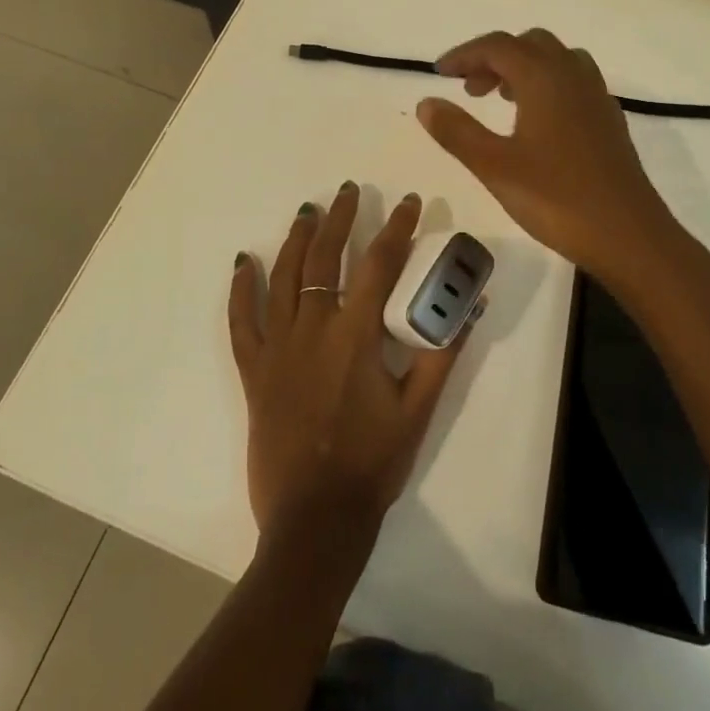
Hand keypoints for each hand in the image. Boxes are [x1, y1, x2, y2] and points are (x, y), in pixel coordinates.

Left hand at [228, 184, 473, 537]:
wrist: (315, 519)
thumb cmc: (373, 463)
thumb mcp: (418, 409)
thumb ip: (442, 353)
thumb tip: (469, 306)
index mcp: (356, 335)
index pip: (379, 264)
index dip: (397, 228)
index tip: (410, 202)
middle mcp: (313, 329)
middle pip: (324, 259)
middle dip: (341, 219)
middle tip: (350, 191)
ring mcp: (278, 347)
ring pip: (283, 277)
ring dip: (296, 239)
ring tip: (308, 212)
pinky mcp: (254, 369)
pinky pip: (241, 320)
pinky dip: (240, 289)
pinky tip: (242, 261)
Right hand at [415, 29, 680, 283]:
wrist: (629, 235)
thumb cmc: (557, 198)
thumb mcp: (494, 166)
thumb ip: (456, 131)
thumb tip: (427, 102)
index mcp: (544, 78)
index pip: (498, 46)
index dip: (464, 54)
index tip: (439, 73)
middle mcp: (573, 75)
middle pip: (529, 45)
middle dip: (494, 58)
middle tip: (469, 88)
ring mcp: (597, 96)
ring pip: (555, 60)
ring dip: (523, 68)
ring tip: (499, 99)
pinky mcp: (609, 120)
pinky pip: (574, 82)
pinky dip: (547, 85)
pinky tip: (537, 121)